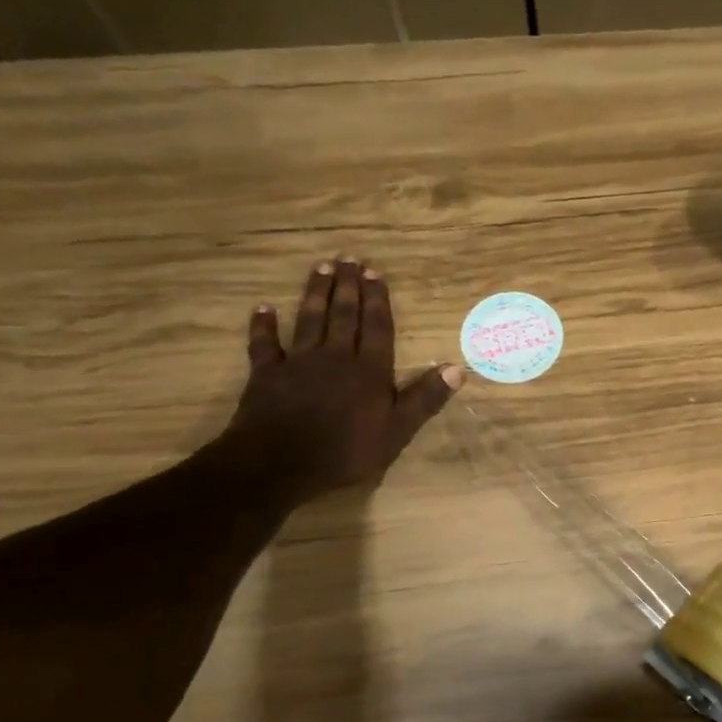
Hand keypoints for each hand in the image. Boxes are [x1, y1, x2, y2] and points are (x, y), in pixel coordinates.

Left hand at [227, 258, 461, 500]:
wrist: (281, 463)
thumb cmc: (346, 451)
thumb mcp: (397, 431)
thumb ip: (424, 398)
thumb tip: (458, 369)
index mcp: (369, 371)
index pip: (377, 328)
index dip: (377, 300)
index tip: (375, 272)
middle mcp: (335, 357)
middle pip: (343, 315)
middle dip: (348, 286)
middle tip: (348, 258)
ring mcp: (299, 363)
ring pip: (309, 320)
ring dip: (315, 293)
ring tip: (321, 267)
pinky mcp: (267, 374)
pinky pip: (265, 344)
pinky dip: (263, 325)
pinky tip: (263, 309)